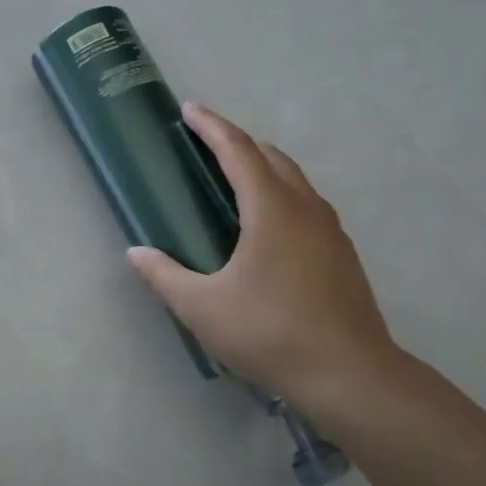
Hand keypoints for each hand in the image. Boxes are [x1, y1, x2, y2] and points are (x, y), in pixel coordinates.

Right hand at [126, 102, 402, 411]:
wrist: (350, 375)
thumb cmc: (270, 334)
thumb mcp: (202, 307)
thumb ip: (164, 275)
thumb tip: (136, 252)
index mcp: (272, 210)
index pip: (239, 152)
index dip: (212, 127)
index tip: (189, 110)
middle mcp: (305, 208)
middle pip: (271, 156)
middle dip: (237, 141)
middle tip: (205, 141)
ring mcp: (330, 230)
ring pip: (294, 179)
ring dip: (263, 165)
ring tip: (234, 174)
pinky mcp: (341, 253)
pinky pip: (306, 203)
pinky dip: (281, 192)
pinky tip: (267, 222)